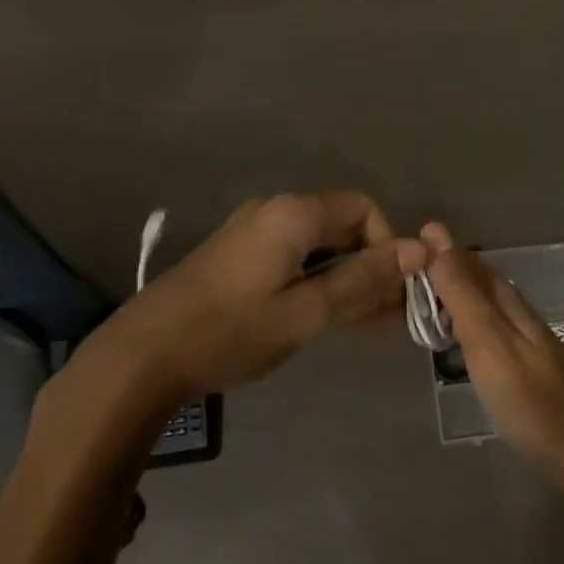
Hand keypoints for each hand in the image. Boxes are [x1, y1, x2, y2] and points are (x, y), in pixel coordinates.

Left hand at [112, 192, 424, 401]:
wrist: (144, 355)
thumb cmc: (232, 331)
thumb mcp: (307, 311)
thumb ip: (364, 279)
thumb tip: (420, 249)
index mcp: (294, 213)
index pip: (364, 208)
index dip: (386, 245)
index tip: (389, 291)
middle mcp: (273, 211)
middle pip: (341, 225)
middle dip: (368, 266)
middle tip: (382, 317)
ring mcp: (251, 233)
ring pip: (317, 246)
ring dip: (343, 278)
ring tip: (358, 325)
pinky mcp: (236, 256)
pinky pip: (291, 257)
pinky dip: (314, 281)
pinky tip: (320, 318)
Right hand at [421, 222, 563, 494]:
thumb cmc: (533, 399)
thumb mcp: (489, 342)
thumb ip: (461, 293)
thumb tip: (434, 234)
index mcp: (505, 299)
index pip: (463, 260)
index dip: (432, 253)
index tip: (392, 256)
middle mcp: (514, 311)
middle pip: (472, 280)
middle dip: (437, 274)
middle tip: (394, 281)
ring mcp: (521, 340)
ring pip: (477, 305)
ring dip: (447, 300)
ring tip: (412, 307)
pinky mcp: (522, 368)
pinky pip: (483, 331)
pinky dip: (460, 327)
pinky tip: (449, 342)